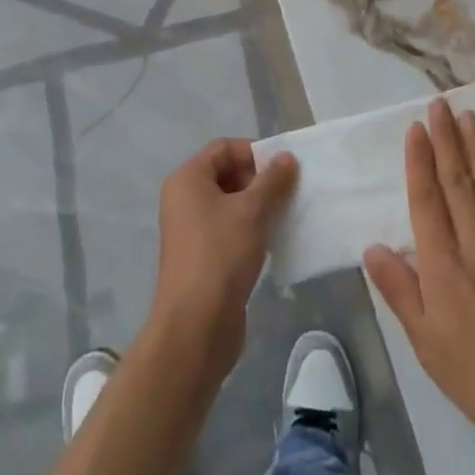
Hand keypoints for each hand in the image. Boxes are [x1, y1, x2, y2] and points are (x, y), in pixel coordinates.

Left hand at [151, 138, 297, 377]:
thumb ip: (272, 180)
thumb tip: (287, 157)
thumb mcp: (252, 211)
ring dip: (259, 205)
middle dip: (260, 179)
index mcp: (188, 180)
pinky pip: (230, 229)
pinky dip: (252, 228)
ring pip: (231, 203)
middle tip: (289, 191)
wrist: (196, 327)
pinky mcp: (203, 256)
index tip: (284, 167)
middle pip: (227, 173)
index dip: (254, 152)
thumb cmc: (221, 256)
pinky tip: (275, 239)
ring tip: (287, 214)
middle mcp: (185, 199)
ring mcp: (192, 230)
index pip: (224, 148)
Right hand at [364, 99, 474, 437]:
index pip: (427, 198)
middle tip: (441, 104)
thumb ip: (399, 289)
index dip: (420, 160)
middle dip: (447, 139)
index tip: (416, 128)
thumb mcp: (424, 340)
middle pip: (459, 180)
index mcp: (444, 262)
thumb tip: (372, 247)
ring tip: (469, 117)